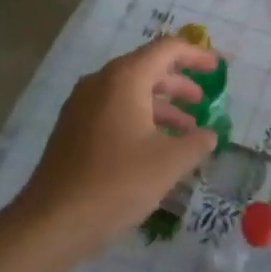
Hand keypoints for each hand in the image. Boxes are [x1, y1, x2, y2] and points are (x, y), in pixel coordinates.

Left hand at [12, 37, 218, 255]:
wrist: (52, 222)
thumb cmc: (117, 182)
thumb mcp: (169, 162)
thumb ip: (196, 142)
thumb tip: (209, 135)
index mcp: (125, 78)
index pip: (168, 49)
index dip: (197, 55)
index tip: (219, 68)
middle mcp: (101, 81)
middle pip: (148, 67)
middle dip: (179, 83)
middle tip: (204, 100)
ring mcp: (82, 104)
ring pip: (131, 91)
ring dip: (161, 105)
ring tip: (186, 129)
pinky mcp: (73, 128)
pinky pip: (114, 109)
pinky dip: (140, 117)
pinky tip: (154, 146)